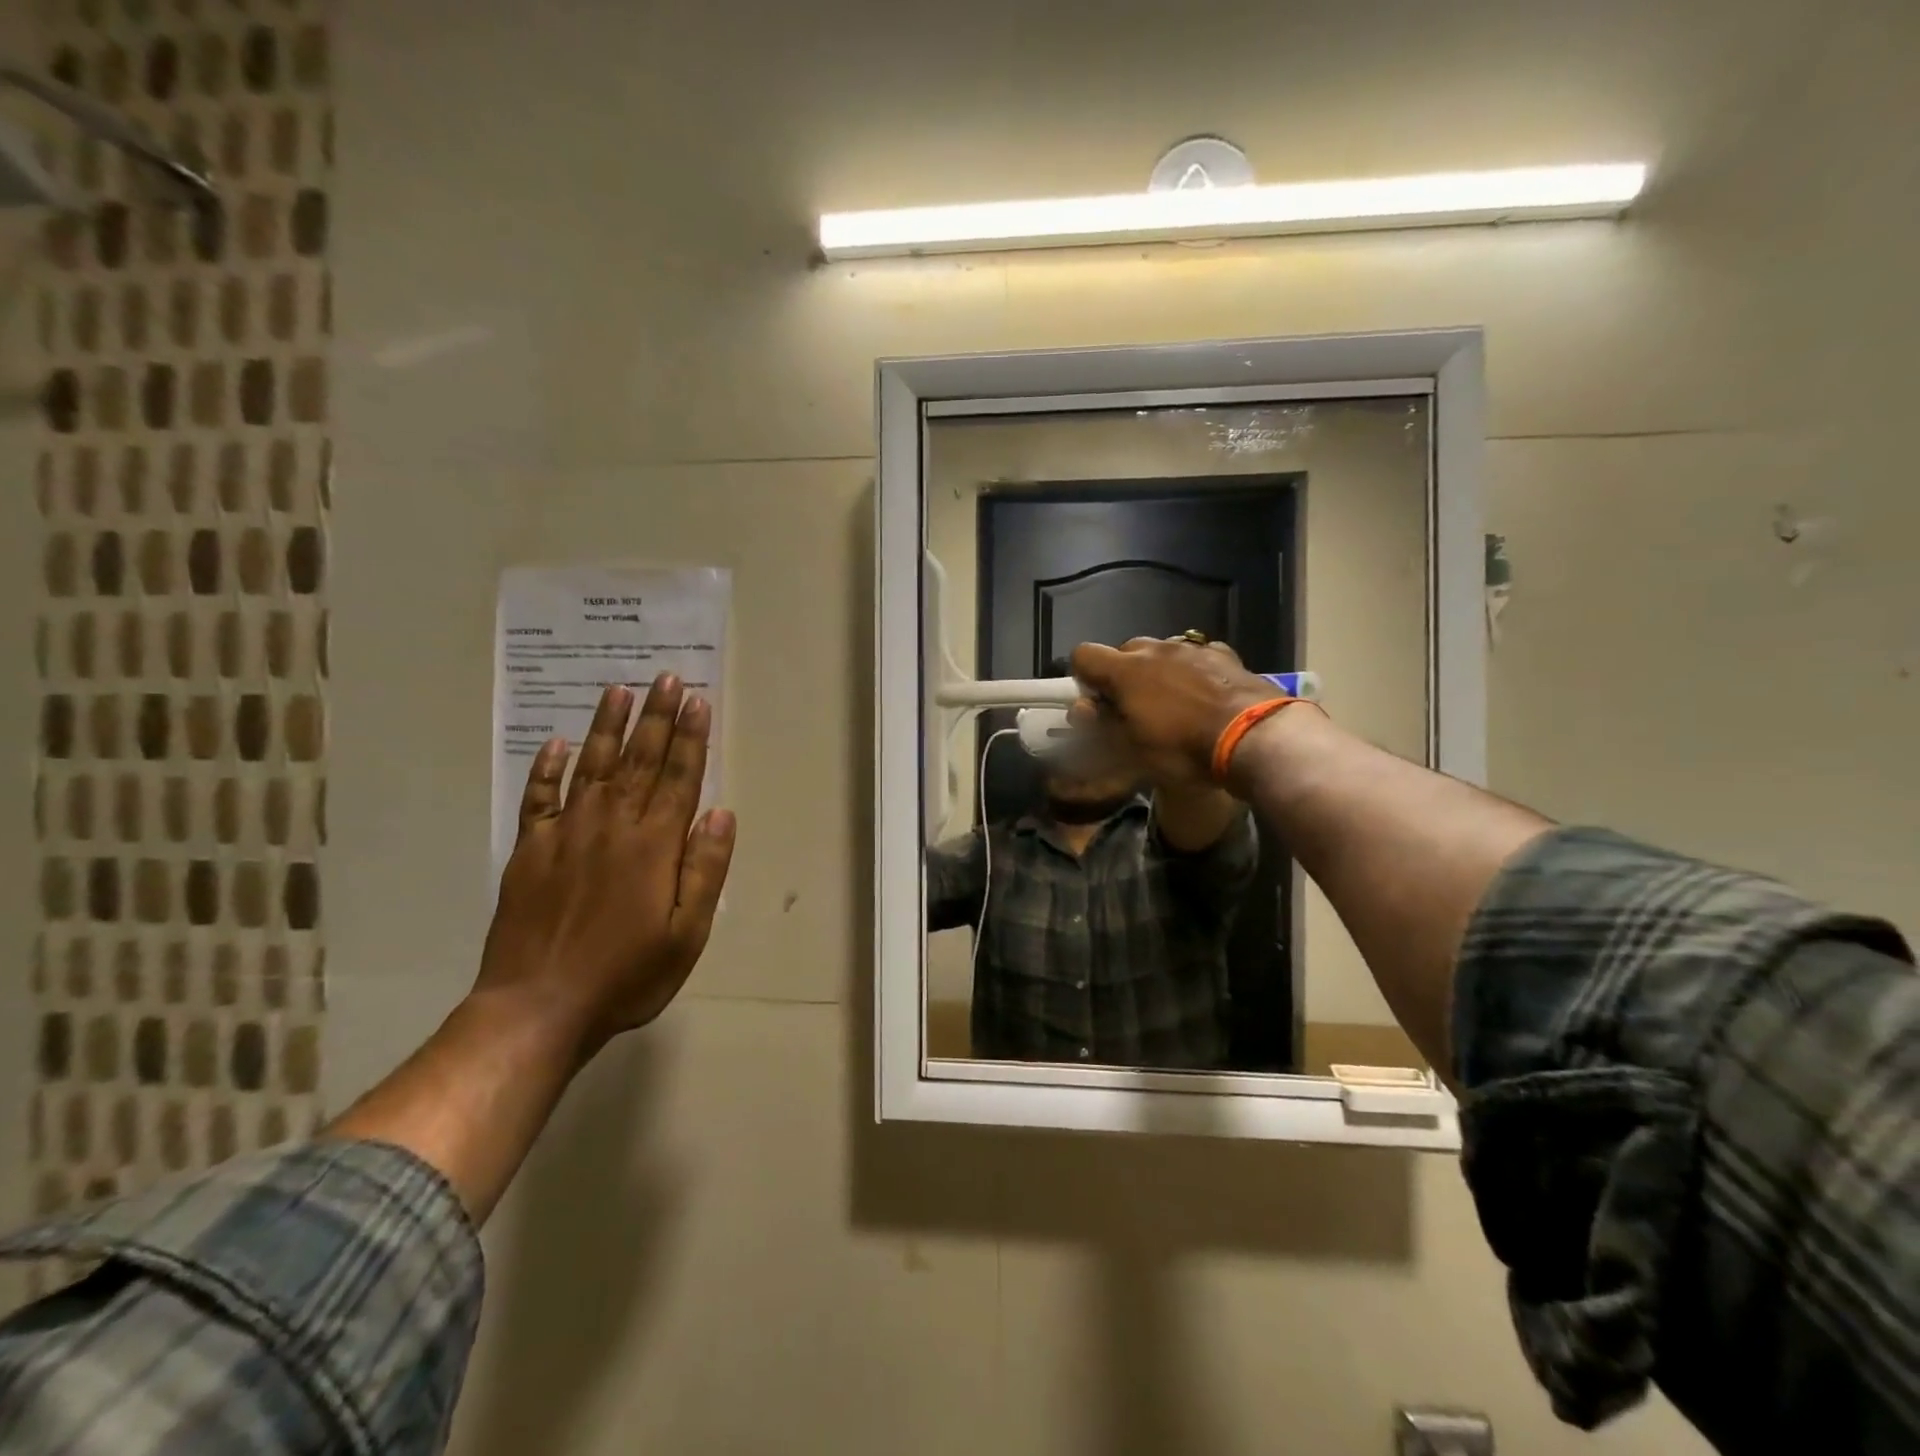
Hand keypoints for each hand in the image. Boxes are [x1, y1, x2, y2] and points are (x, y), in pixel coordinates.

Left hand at [474, 675, 736, 1056]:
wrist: (537, 1006)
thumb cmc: (627, 974)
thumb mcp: (687, 933)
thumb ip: (705, 869)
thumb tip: (720, 812)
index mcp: (653, 845)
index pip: (679, 777)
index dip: (691, 737)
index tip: (697, 700)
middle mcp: (611, 825)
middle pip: (640, 760)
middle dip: (657, 717)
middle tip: (667, 677)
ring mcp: (565, 834)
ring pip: (593, 766)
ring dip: (608, 727)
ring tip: (620, 691)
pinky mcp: (529, 851)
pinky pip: (539, 798)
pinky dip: (547, 769)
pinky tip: (557, 745)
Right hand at [1070, 637, 1285, 789]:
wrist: (1254, 737)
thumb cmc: (1183, 748)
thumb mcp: (1131, 749)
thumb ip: (1101, 725)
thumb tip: (1085, 709)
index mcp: (1125, 670)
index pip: (1083, 654)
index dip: (1083, 678)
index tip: (1096, 704)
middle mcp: (1155, 649)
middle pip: (1125, 651)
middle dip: (1123, 675)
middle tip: (1134, 709)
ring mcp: (1193, 649)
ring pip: (1162, 652)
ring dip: (1158, 672)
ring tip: (1173, 705)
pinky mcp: (1225, 655)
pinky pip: (1197, 657)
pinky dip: (1192, 672)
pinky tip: (1205, 697)